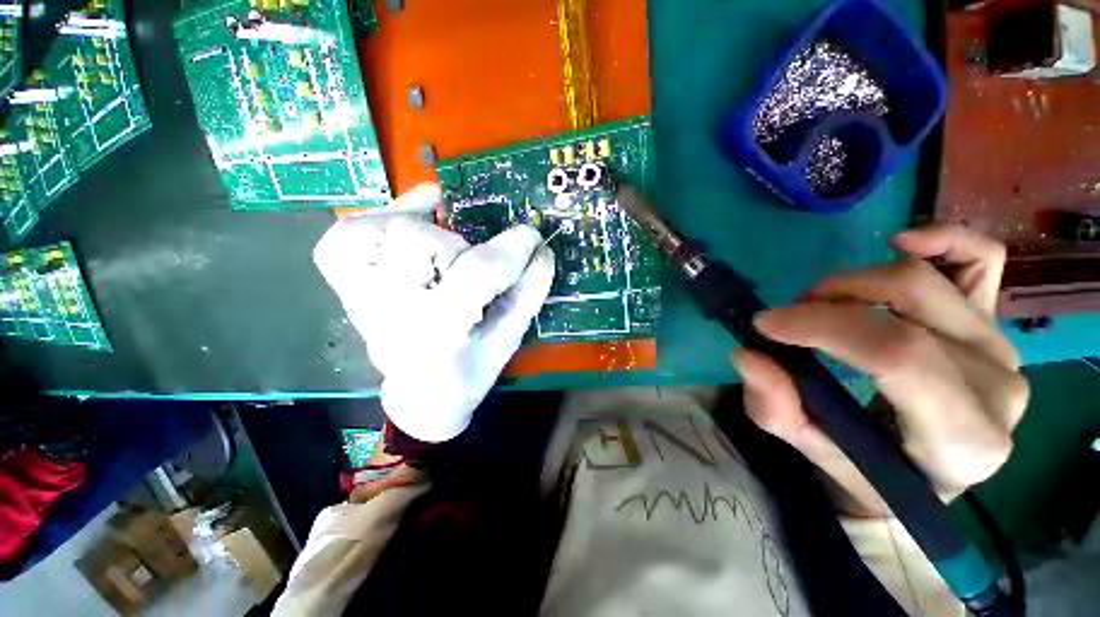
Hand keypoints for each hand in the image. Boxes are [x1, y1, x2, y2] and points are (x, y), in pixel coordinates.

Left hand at [314, 183, 555, 441]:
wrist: (420, 395)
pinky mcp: (345, 284)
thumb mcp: (509, 340)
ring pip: (382, 230)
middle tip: (472, 266)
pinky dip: (381, 217)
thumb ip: (529, 294)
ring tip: (444, 248)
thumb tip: (540, 250)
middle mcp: (390, 311)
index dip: (511, 247)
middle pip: (417, 241)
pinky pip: (348, 234)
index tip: (531, 235)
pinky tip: (409, 220)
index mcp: (440, 333)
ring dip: (422, 229)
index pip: (476, 272)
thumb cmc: (469, 372)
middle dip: (459, 247)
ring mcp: (359, 295)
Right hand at [732, 224, 1028, 516]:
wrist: (924, 470)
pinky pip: (982, 261)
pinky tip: (901, 242)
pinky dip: (943, 240)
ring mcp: (1002, 349)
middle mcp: (997, 388)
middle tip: (788, 319)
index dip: (823, 327)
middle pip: (908, 309)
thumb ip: (778, 409)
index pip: (897, 356)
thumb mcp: (812, 449)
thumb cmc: (869, 468)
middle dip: (828, 304)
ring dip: (854, 283)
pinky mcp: (995, 323)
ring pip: (926, 281)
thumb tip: (747, 355)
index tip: (766, 324)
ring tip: (821, 303)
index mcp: (962, 440)